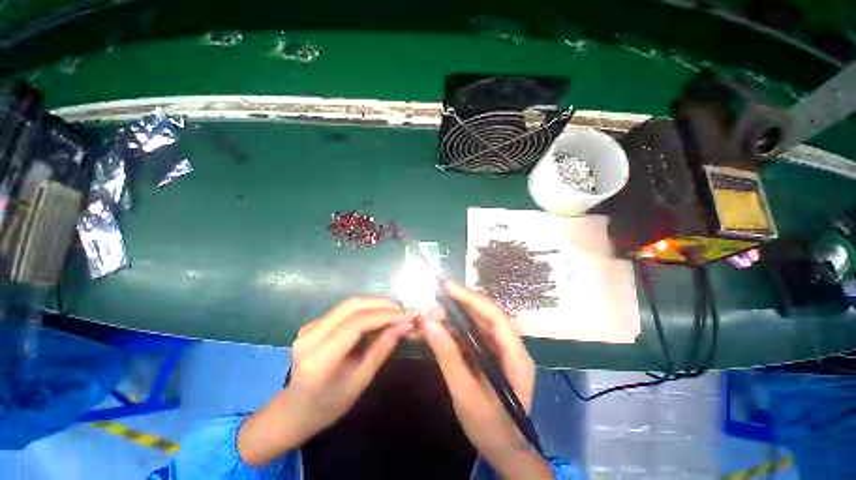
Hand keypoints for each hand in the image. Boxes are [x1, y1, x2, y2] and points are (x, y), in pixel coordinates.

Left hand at [238, 298, 412, 465]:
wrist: (294, 409)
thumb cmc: (329, 405)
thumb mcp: (360, 381)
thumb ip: (382, 349)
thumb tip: (404, 325)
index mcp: (320, 358)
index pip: (357, 323)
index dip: (385, 315)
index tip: (407, 317)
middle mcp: (310, 336)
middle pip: (352, 306)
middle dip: (382, 304)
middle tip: (402, 311)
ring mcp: (309, 327)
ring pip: (349, 304)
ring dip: (375, 304)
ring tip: (394, 312)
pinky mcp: (313, 323)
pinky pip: (344, 309)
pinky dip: (365, 309)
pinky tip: (378, 316)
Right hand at [421, 282, 551, 479]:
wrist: (505, 453)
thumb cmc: (492, 429)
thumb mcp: (466, 394)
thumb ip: (448, 357)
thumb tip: (429, 323)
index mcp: (515, 355)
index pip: (494, 315)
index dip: (471, 298)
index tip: (447, 287)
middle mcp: (509, 346)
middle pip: (484, 316)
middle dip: (457, 307)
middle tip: (432, 307)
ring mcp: (498, 351)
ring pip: (475, 324)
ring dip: (452, 319)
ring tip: (430, 318)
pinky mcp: (487, 356)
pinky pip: (469, 336)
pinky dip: (452, 332)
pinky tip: (436, 331)